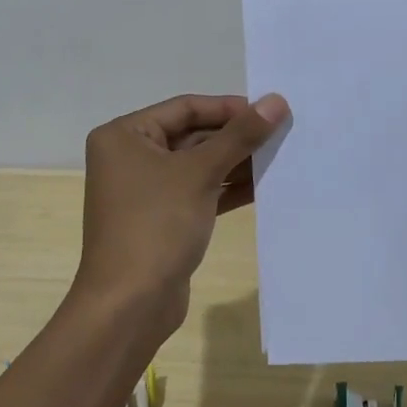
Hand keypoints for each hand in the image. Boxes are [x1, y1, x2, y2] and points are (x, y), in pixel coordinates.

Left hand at [71, 92, 288, 345]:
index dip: (229, 108)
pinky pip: (199, 192)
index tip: (270, 111)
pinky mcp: (163, 219)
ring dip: (236, 163)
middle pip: (192, 135)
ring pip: (198, 165)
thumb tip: (276, 101)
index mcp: (125, 135)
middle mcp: (131, 157)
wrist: (129, 305)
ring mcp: (146, 191)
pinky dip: (227, 188)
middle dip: (235, 137)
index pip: (185, 108)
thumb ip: (240, 136)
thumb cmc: (156, 225)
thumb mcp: (200, 173)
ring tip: (280, 157)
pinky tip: (264, 185)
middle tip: (281, 134)